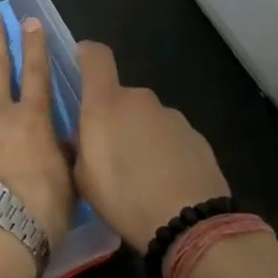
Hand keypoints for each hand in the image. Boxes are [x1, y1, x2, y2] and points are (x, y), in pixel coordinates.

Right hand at [73, 41, 229, 251]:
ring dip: (140, 136)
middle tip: (109, 153)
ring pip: (147, 118)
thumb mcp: (84, 179)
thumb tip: (85, 136)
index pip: (96, 57)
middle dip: (114, 117)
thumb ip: (81, 148)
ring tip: (140, 176)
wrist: (189, 222)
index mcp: (106, 104)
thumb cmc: (124, 198)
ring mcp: (172, 116)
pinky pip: (170, 137)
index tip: (81, 61)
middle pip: (121, 97)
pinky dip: (164, 152)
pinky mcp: (196, 136)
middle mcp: (140, 100)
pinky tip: (165, 183)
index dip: (87, 54)